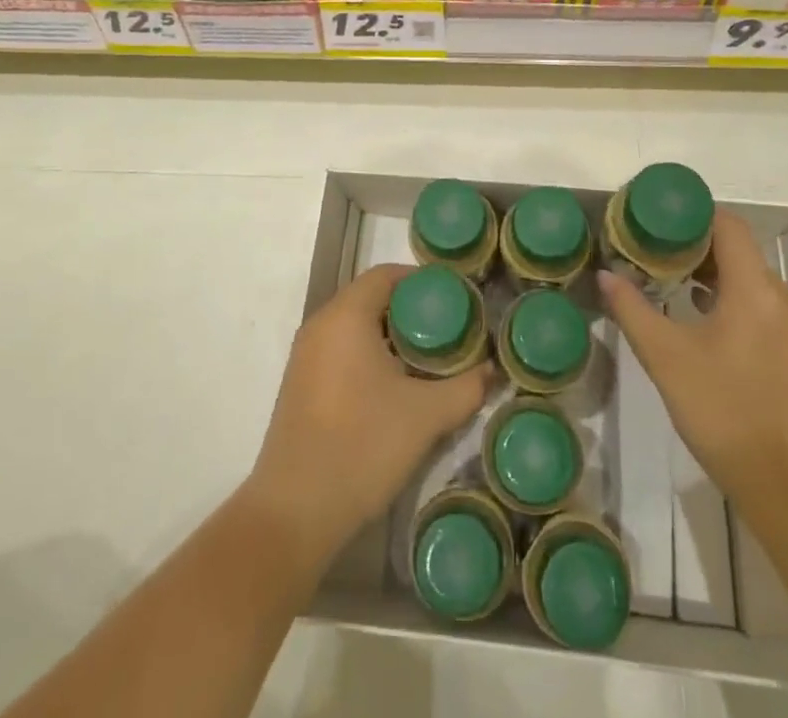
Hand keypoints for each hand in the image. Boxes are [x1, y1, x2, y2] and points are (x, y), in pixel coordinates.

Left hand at [245, 263, 491, 571]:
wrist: (295, 512)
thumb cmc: (362, 446)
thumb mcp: (426, 416)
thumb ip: (466, 387)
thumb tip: (492, 370)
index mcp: (346, 316)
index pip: (386, 275)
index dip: (422, 281)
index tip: (455, 299)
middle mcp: (320, 325)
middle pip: (371, 298)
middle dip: (411, 310)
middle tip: (448, 330)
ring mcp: (305, 356)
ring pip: (355, 327)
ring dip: (390, 335)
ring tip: (428, 359)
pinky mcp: (300, 384)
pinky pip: (341, 350)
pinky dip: (369, 354)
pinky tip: (394, 386)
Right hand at [599, 211, 787, 503]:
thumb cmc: (727, 413)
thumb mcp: (667, 359)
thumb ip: (633, 311)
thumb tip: (605, 275)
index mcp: (754, 288)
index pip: (726, 224)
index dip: (690, 213)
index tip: (653, 218)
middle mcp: (779, 297)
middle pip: (736, 248)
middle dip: (691, 243)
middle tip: (648, 248)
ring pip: (746, 278)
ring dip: (707, 272)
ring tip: (664, 279)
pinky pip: (757, 304)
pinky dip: (726, 297)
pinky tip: (696, 318)